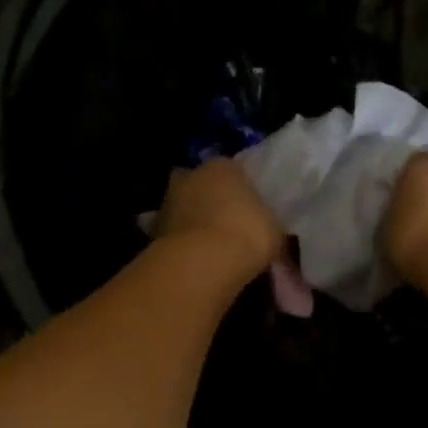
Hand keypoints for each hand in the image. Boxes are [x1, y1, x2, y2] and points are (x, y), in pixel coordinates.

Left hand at [152, 159, 284, 277]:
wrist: (204, 261)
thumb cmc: (248, 232)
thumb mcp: (274, 229)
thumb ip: (269, 225)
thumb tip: (270, 234)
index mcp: (224, 166)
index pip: (232, 170)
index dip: (239, 189)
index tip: (247, 208)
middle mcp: (191, 175)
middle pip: (199, 183)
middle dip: (206, 198)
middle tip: (223, 222)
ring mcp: (168, 201)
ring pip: (181, 207)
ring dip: (189, 221)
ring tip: (206, 246)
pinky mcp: (153, 230)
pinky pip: (171, 233)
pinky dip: (178, 243)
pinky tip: (191, 260)